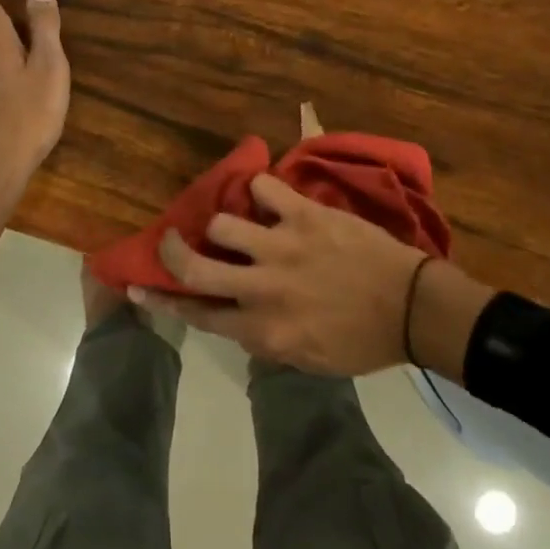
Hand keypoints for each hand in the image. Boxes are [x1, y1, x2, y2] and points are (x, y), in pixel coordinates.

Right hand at [134, 174, 490, 376]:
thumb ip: (266, 341)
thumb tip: (237, 320)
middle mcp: (263, 288)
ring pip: (223, 223)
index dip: (163, 299)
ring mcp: (282, 248)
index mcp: (263, 330)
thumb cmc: (362, 341)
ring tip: (239, 220)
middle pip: (195, 266)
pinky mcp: (305, 216)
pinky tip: (269, 197)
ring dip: (225, 222)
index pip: (198, 314)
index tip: (138, 285)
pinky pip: (265, 188)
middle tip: (168, 237)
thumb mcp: (308, 360)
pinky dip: (261, 190)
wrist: (411, 308)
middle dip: (172, 250)